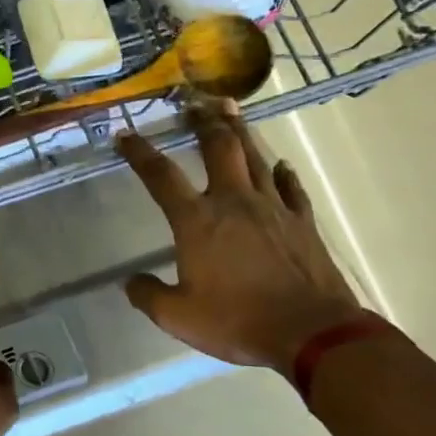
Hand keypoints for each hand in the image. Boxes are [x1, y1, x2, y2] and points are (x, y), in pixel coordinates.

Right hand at [117, 104, 363, 379]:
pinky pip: (290, 189)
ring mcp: (273, 208)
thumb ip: (148, 295)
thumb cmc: (237, 321)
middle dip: (202, 122)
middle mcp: (233, 202)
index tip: (124, 134)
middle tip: (194, 102)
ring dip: (240, 131)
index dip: (140, 153)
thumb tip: (130, 282)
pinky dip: (282, 174)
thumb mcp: (178, 317)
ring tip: (230, 109)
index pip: (161, 177)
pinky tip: (279, 165)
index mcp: (197, 221)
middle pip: (217, 148)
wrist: (311, 333)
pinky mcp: (302, 223)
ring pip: (254, 157)